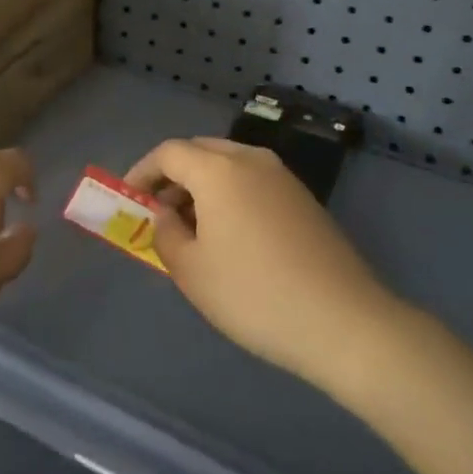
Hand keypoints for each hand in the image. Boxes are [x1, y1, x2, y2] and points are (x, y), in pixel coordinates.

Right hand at [126, 137, 401, 386]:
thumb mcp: (191, 270)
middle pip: (200, 151)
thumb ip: (165, 232)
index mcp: (219, 170)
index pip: (169, 153)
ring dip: (202, 186)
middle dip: (173, 176)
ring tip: (191, 228)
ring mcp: (283, 177)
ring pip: (229, 165)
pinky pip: (254, 181)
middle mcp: (251, 159)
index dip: (142, 172)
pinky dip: (231, 195)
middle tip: (158, 211)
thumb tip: (166, 214)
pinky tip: (230, 236)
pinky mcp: (304, 199)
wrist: (344, 322)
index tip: (128, 200)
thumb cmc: (253, 294)